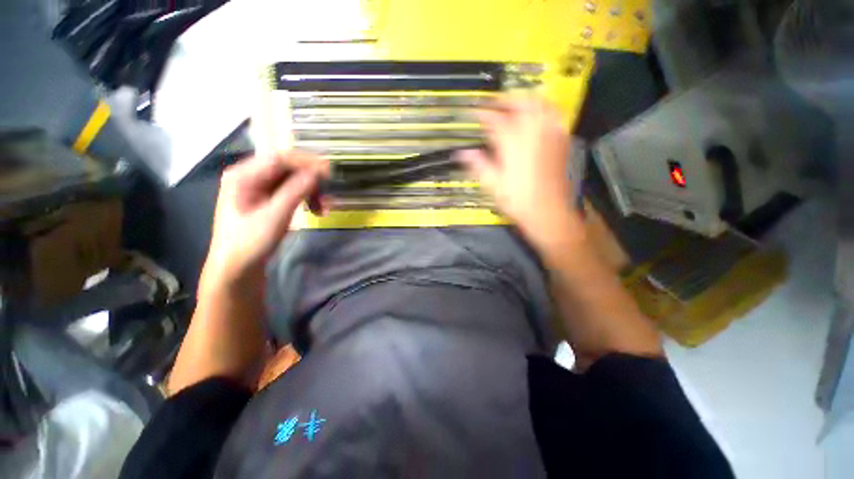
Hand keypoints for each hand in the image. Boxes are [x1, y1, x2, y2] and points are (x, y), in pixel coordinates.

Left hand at [199, 151, 329, 295]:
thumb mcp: (275, 216)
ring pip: (292, 180)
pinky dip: (305, 198)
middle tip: (328, 194)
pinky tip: (316, 210)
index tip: (329, 172)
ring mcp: (258, 188)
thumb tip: (317, 173)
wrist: (237, 268)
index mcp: (243, 176)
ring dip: (311, 191)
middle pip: (287, 168)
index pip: (279, 159)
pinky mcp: (267, 199)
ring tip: (323, 208)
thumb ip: (295, 191)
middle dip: (310, 180)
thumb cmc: (250, 242)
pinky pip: (291, 191)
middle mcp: (250, 176)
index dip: (306, 163)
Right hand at [457, 96, 577, 243]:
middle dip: (506, 100)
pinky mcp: (561, 142)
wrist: (548, 212)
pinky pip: (555, 116)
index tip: (475, 111)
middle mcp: (532, 133)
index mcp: (512, 144)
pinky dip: (544, 109)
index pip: (495, 119)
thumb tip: (463, 153)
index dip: (483, 113)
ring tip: (515, 104)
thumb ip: (479, 165)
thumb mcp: (493, 185)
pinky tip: (538, 116)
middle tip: (494, 104)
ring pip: (540, 104)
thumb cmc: (518, 201)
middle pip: (520, 103)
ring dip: (526, 100)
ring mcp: (549, 135)